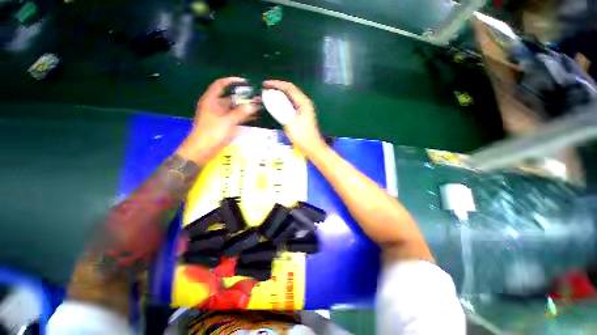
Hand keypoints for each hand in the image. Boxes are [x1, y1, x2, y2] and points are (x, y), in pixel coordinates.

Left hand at [177, 77, 257, 164]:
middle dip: (243, 97)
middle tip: (256, 98)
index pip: (221, 85)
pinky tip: (253, 117)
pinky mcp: (223, 125)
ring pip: (233, 108)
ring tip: (258, 107)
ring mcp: (219, 116)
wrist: (202, 151)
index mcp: (211, 100)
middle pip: (229, 97)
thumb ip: (241, 112)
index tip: (245, 82)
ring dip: (244, 107)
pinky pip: (234, 117)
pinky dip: (242, 116)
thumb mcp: (228, 121)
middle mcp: (215, 106)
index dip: (232, 81)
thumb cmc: (212, 133)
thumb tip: (254, 105)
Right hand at [262, 80, 325, 154]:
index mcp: (303, 102)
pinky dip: (283, 102)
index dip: (276, 84)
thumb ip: (279, 108)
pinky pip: (291, 103)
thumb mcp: (289, 121)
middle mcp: (305, 102)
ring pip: (291, 97)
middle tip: (265, 88)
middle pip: (290, 90)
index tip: (265, 84)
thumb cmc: (302, 136)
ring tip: (269, 94)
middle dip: (277, 87)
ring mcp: (304, 108)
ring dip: (280, 94)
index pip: (289, 87)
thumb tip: (269, 96)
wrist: (312, 146)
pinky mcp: (302, 114)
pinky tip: (277, 104)